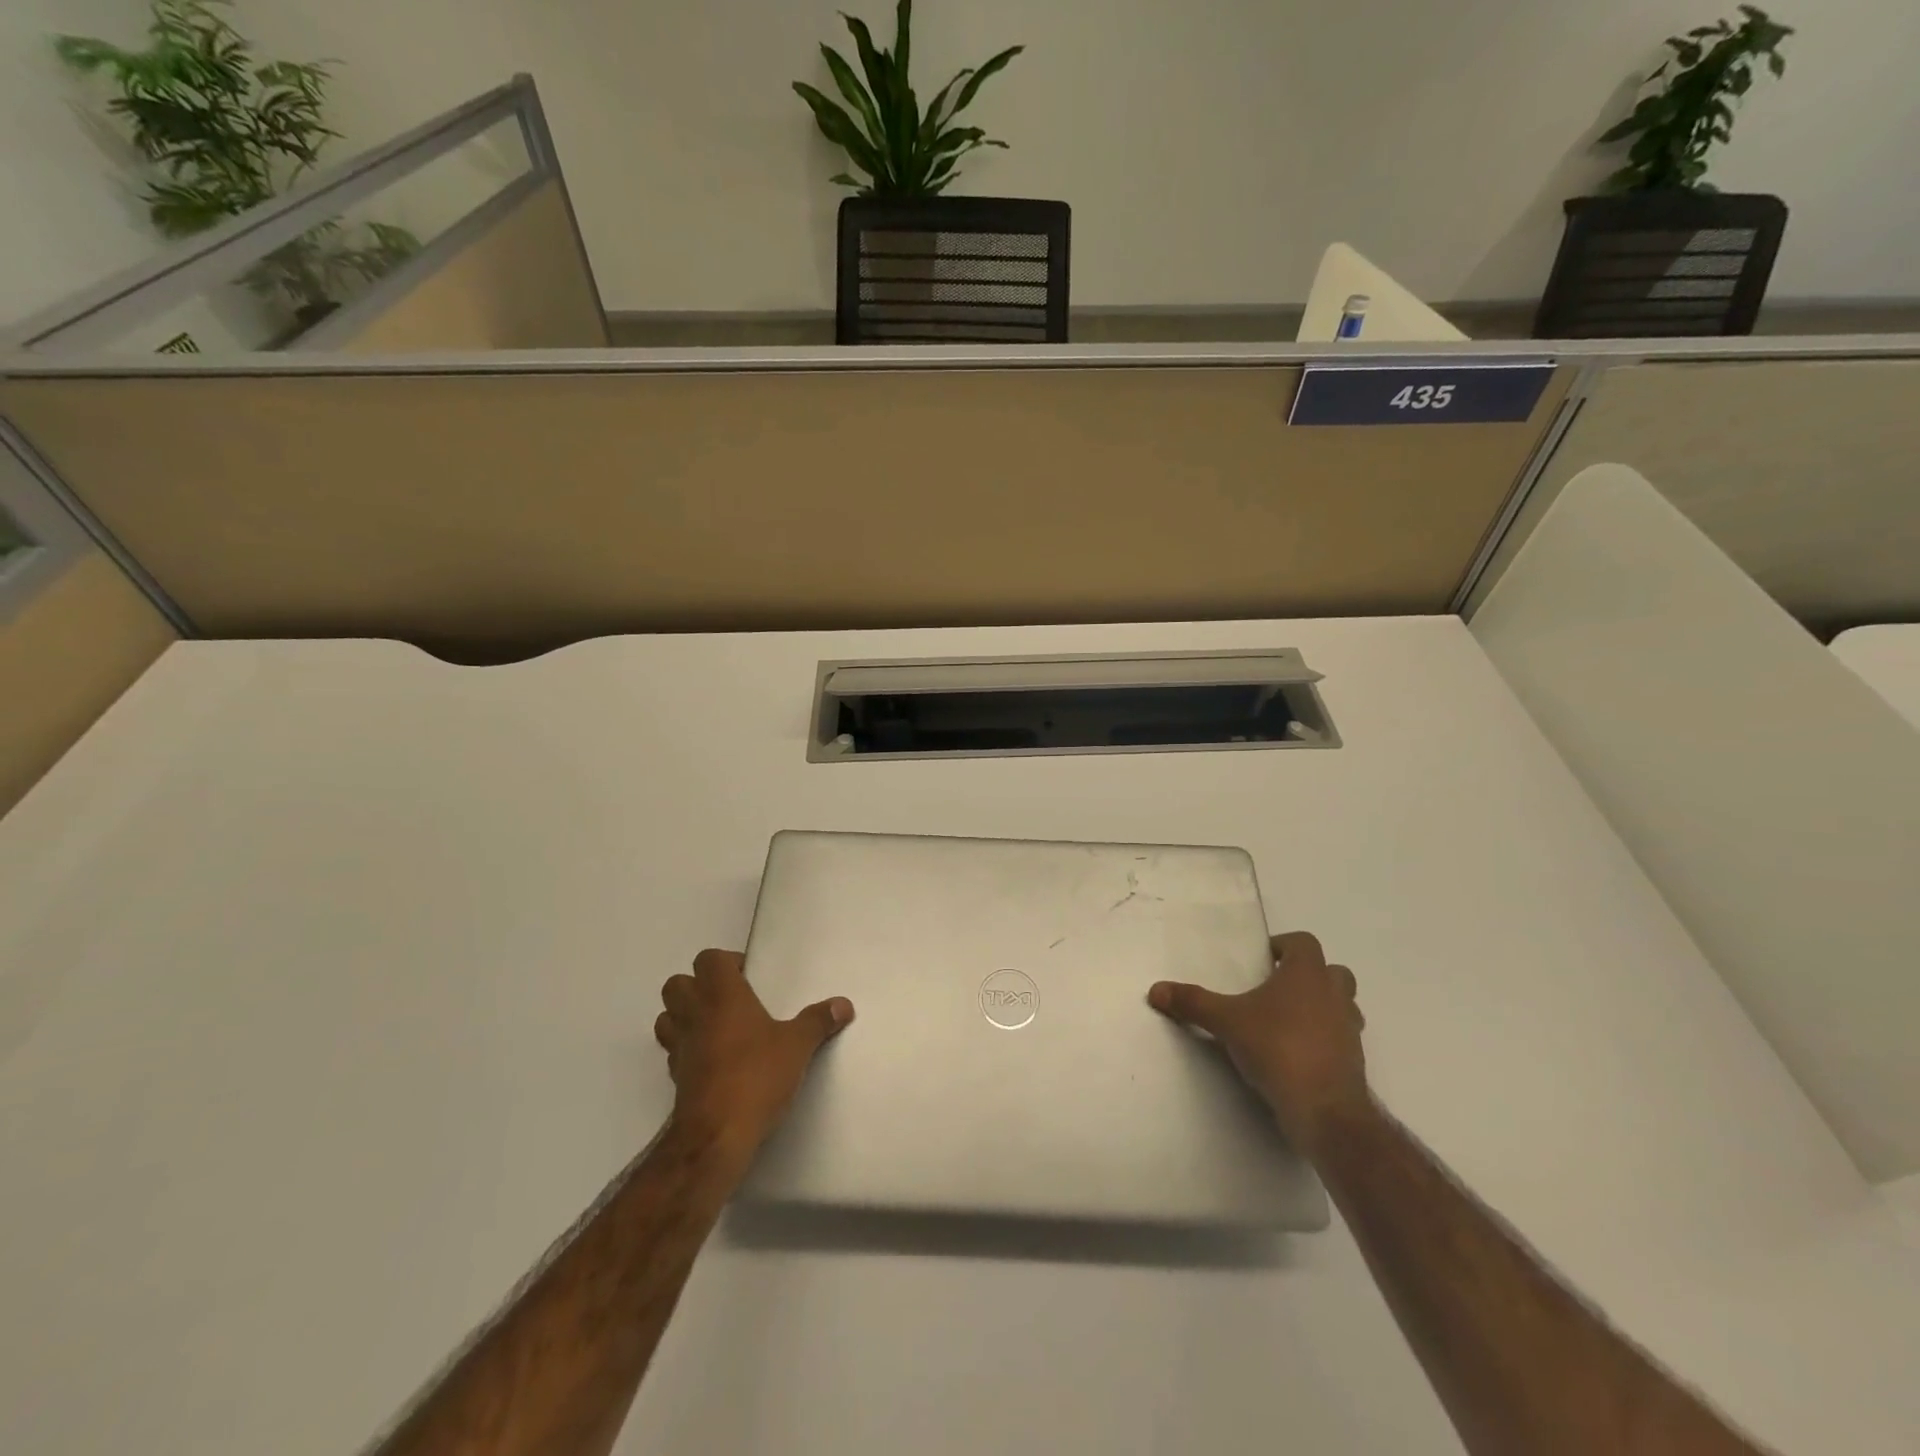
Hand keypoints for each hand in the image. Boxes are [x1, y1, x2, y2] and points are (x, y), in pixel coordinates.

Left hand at [654, 949, 853, 1160]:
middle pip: (677, 983)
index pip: (708, 959)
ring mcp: (679, 1047)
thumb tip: (844, 1004)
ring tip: (716, 1026)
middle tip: (730, 999)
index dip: (726, 962)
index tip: (749, 978)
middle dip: (697, 985)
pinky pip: (673, 1050)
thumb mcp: (797, 1046)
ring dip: (684, 1015)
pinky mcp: (675, 1077)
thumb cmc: (756, 1076)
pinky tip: (713, 1060)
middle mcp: (695, 1014)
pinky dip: (687, 1048)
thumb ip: (818, 1021)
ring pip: (666, 1017)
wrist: (716, 1135)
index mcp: (722, 996)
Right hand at [1149, 931, 1368, 1154]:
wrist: (1325, 1109)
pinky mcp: (1354, 1061)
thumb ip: (1192, 1003)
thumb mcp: (1226, 1021)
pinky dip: (1324, 1039)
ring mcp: (1349, 1029)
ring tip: (1288, 1020)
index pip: (1304, 942)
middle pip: (1332, 971)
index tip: (1264, 958)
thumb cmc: (1277, 1048)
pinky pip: (1341, 1039)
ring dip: (1322, 1007)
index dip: (1285, 945)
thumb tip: (1155, 990)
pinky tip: (1297, 1053)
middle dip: (1309, 975)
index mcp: (1307, 974)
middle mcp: (1334, 995)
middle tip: (1278, 987)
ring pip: (1343, 1005)